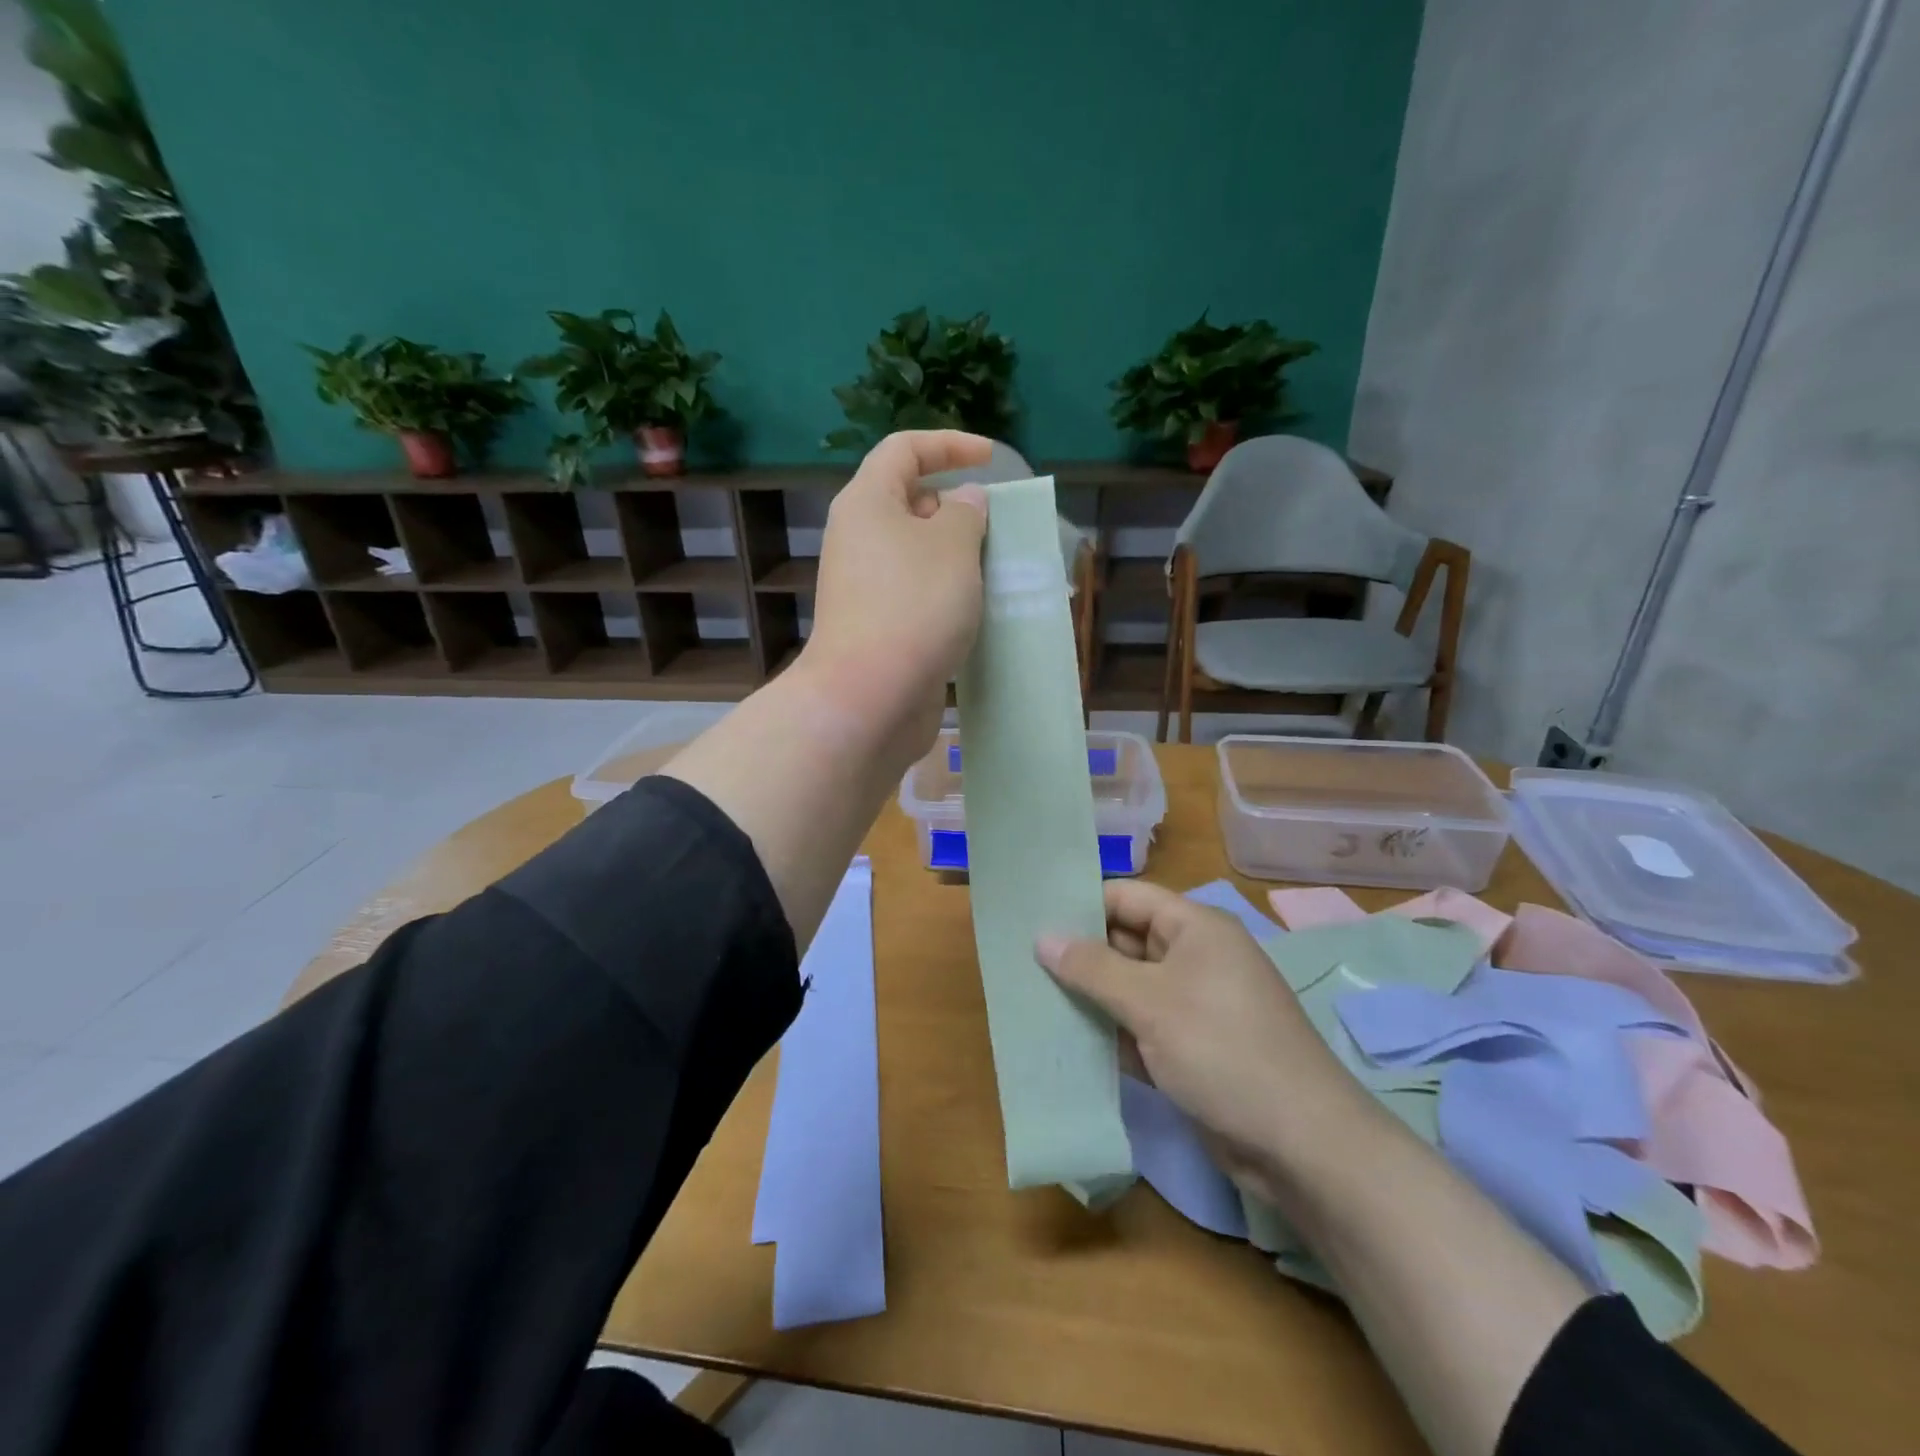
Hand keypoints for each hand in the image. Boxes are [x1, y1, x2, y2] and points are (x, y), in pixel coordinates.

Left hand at [799, 430, 992, 765]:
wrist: (870, 698)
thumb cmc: (913, 606)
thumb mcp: (953, 547)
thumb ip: (966, 513)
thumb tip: (964, 501)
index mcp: (867, 503)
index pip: (904, 450)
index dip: (948, 445)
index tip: (990, 458)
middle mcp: (860, 539)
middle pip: (910, 503)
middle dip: (958, 507)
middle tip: (1000, 527)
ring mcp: (867, 587)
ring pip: (918, 555)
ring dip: (959, 557)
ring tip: (1000, 569)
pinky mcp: (879, 627)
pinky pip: (919, 594)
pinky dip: (949, 594)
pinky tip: (980, 611)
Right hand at [1037, 879, 1383, 1205]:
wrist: (1300, 1144)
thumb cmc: (1223, 1049)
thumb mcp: (1151, 1001)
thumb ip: (1092, 967)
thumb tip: (1042, 936)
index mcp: (1195, 928)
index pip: (1126, 898)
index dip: (1081, 904)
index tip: (1030, 916)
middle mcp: (1194, 958)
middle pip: (1125, 942)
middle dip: (1078, 953)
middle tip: (1019, 960)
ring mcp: (1193, 1005)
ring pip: (1128, 988)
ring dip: (1089, 996)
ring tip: (1029, 996)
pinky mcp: (1189, 1048)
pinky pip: (1139, 1026)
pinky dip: (1109, 1031)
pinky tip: (1064, 1039)